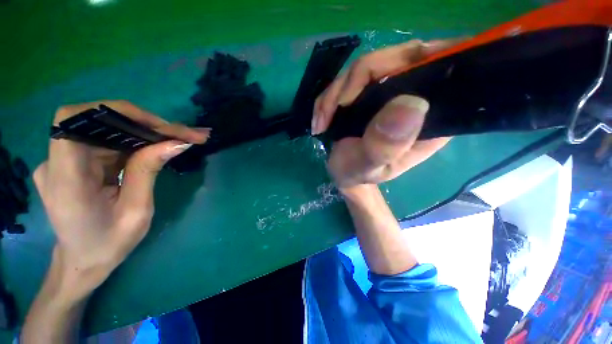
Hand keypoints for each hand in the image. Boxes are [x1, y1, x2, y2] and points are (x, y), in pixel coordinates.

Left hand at [33, 100, 208, 297]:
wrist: (84, 260)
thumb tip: (177, 143)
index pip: (73, 121)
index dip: (114, 112)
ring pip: (105, 130)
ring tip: (179, 138)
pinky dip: (135, 141)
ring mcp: (64, 161)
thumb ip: (148, 172)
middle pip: (97, 123)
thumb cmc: (109, 244)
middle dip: (143, 123)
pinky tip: (158, 146)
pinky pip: (107, 141)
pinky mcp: (75, 162)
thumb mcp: (136, 212)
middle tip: (183, 133)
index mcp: (66, 180)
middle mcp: (57, 163)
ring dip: (144, 131)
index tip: (155, 123)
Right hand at [312, 39, 462, 187]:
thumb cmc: (358, 174)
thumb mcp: (369, 167)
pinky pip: (350, 78)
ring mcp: (392, 91)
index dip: (402, 64)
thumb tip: (412, 104)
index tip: (356, 93)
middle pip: (393, 60)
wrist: (343, 173)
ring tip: (321, 123)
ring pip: (366, 67)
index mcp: (432, 117)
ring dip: (334, 94)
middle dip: (351, 84)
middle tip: (329, 113)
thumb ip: (385, 146)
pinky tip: (320, 119)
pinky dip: (329, 97)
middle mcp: (418, 96)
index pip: (434, 69)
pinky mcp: (371, 91)